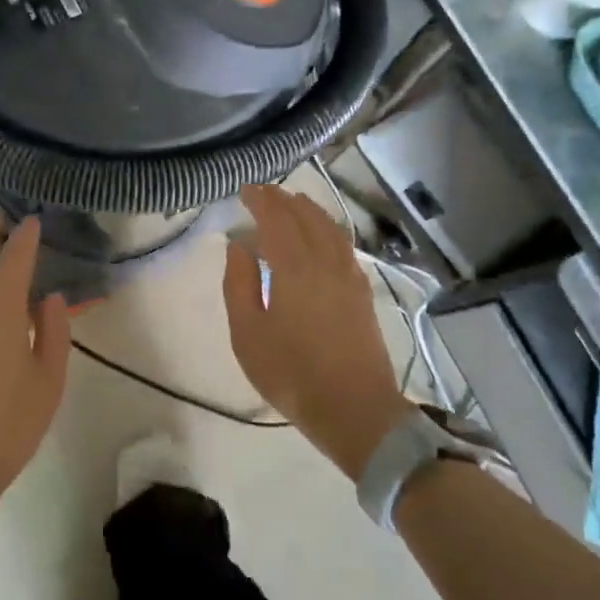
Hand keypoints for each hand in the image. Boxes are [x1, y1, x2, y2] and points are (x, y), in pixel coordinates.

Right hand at [223, 184, 409, 480]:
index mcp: (295, 269)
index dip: (260, 200)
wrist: (355, 409)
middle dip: (283, 200)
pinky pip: (343, 244)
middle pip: (306, 217)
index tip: (245, 190)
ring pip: (329, 228)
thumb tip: (238, 246)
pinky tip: (320, 236)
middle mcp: (326, 262)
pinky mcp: (362, 291)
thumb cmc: (292, 374)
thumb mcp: (248, 334)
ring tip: (291, 204)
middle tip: (263, 193)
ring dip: (308, 210)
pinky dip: (327, 228)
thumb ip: (239, 284)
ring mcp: (349, 275)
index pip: (277, 219)